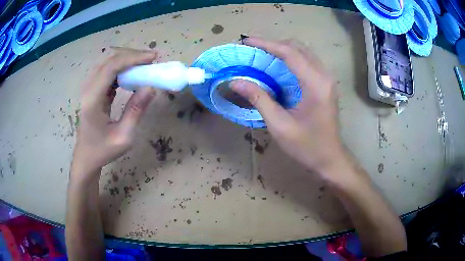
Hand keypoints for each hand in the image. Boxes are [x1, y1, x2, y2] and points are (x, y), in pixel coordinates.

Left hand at [71, 48, 156, 180]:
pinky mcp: (93, 91)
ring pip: (108, 64)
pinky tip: (133, 73)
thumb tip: (151, 87)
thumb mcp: (124, 137)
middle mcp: (89, 90)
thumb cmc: (103, 150)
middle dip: (132, 56)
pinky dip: (122, 69)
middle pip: (109, 61)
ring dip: (127, 61)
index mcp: (93, 100)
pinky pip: (108, 72)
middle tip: (152, 60)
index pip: (110, 68)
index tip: (152, 58)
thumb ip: (136, 111)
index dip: (132, 59)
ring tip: (145, 64)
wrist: (86, 156)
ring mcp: (89, 89)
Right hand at [231, 37, 345, 173]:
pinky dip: (291, 58)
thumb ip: (258, 99)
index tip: (246, 41)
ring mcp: (327, 79)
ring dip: (282, 50)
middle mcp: (324, 75)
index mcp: (315, 84)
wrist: (330, 159)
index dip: (266, 44)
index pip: (290, 53)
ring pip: (303, 52)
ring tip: (262, 55)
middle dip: (273, 44)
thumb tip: (235, 81)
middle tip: (252, 50)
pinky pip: (307, 61)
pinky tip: (278, 66)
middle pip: (298, 47)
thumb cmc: (306, 146)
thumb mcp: (279, 125)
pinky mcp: (326, 84)